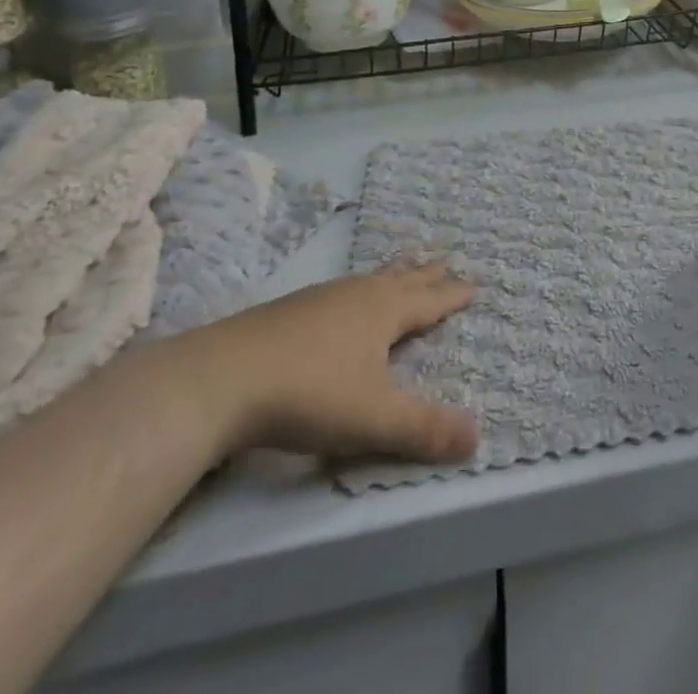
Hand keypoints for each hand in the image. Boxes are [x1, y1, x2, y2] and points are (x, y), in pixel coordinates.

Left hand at [173, 264, 477, 464]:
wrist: (221, 379)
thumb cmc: (310, 394)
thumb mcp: (374, 419)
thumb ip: (425, 430)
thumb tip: (477, 438)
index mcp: (384, 311)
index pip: (429, 300)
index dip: (452, 295)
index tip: (474, 283)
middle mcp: (357, 294)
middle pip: (400, 278)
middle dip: (426, 273)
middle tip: (445, 258)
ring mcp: (319, 298)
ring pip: (368, 280)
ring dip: (391, 275)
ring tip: (401, 270)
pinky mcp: (288, 311)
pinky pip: (340, 291)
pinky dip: (357, 290)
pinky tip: (341, 303)